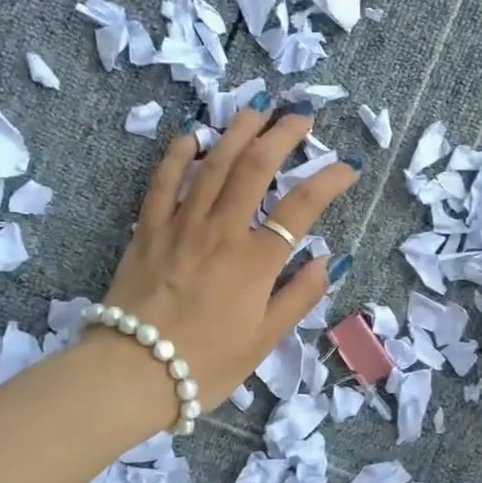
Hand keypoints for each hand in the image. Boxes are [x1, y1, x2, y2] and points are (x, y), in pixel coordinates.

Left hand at [96, 102, 356, 408]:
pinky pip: (163, 181)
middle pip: (256, 167)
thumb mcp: (264, 341)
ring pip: (213, 163)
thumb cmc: (206, 364)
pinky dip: (178, 154)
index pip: (302, 207)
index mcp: (256, 261)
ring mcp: (181, 225)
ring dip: (237, 131)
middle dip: (283, 135)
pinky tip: (191, 135)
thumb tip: (331, 259)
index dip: (330, 180)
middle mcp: (221, 231)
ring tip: (257, 109)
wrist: (133, 373)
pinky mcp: (147, 229)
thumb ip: (300, 296)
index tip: (347, 167)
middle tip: (301, 117)